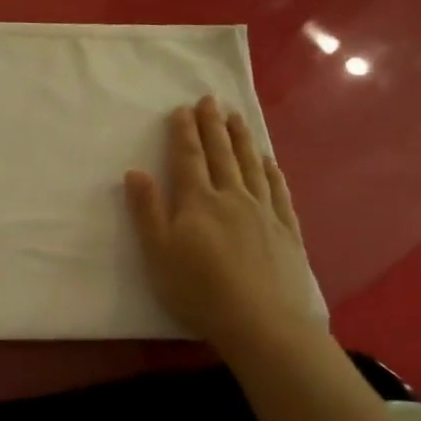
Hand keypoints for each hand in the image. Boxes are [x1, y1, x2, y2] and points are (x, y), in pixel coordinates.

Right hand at [124, 97, 324, 360]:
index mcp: (198, 202)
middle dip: (213, 126)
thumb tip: (135, 172)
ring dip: (242, 140)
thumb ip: (147, 211)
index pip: (189, 159)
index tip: (182, 109)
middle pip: (221, 154)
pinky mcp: (286, 230)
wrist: (259, 321)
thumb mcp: (158, 252)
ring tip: (237, 118)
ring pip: (251, 166)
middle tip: (211, 100)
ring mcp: (263, 212)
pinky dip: (272, 172)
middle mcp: (232, 197)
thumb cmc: (197, 289)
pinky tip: (269, 162)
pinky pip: (278, 191)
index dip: (184, 133)